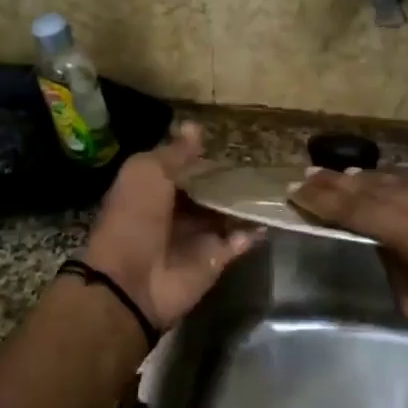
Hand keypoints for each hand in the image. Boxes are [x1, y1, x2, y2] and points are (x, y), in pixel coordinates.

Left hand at [80, 122, 258, 331]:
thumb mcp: (147, 172)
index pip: (186, 168)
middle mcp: (177, 211)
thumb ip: (175, 152)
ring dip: (246, 202)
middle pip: (210, 191)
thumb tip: (195, 126)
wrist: (131, 280)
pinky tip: (271, 214)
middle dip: (231, 179)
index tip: (234, 142)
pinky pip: (239, 241)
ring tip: (276, 183)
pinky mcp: (215, 259)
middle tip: (264, 161)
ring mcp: (198, 237)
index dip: (205, 156)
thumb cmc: (133, 217)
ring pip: (227, 214)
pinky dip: (253, 231)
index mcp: (156, 188)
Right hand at [287, 169, 407, 403]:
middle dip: (346, 183)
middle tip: (311, 175)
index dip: (330, 202)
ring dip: (380, 180)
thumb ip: (397, 267)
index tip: (299, 190)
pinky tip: (397, 187)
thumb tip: (379, 238)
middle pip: (391, 190)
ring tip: (345, 176)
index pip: (369, 213)